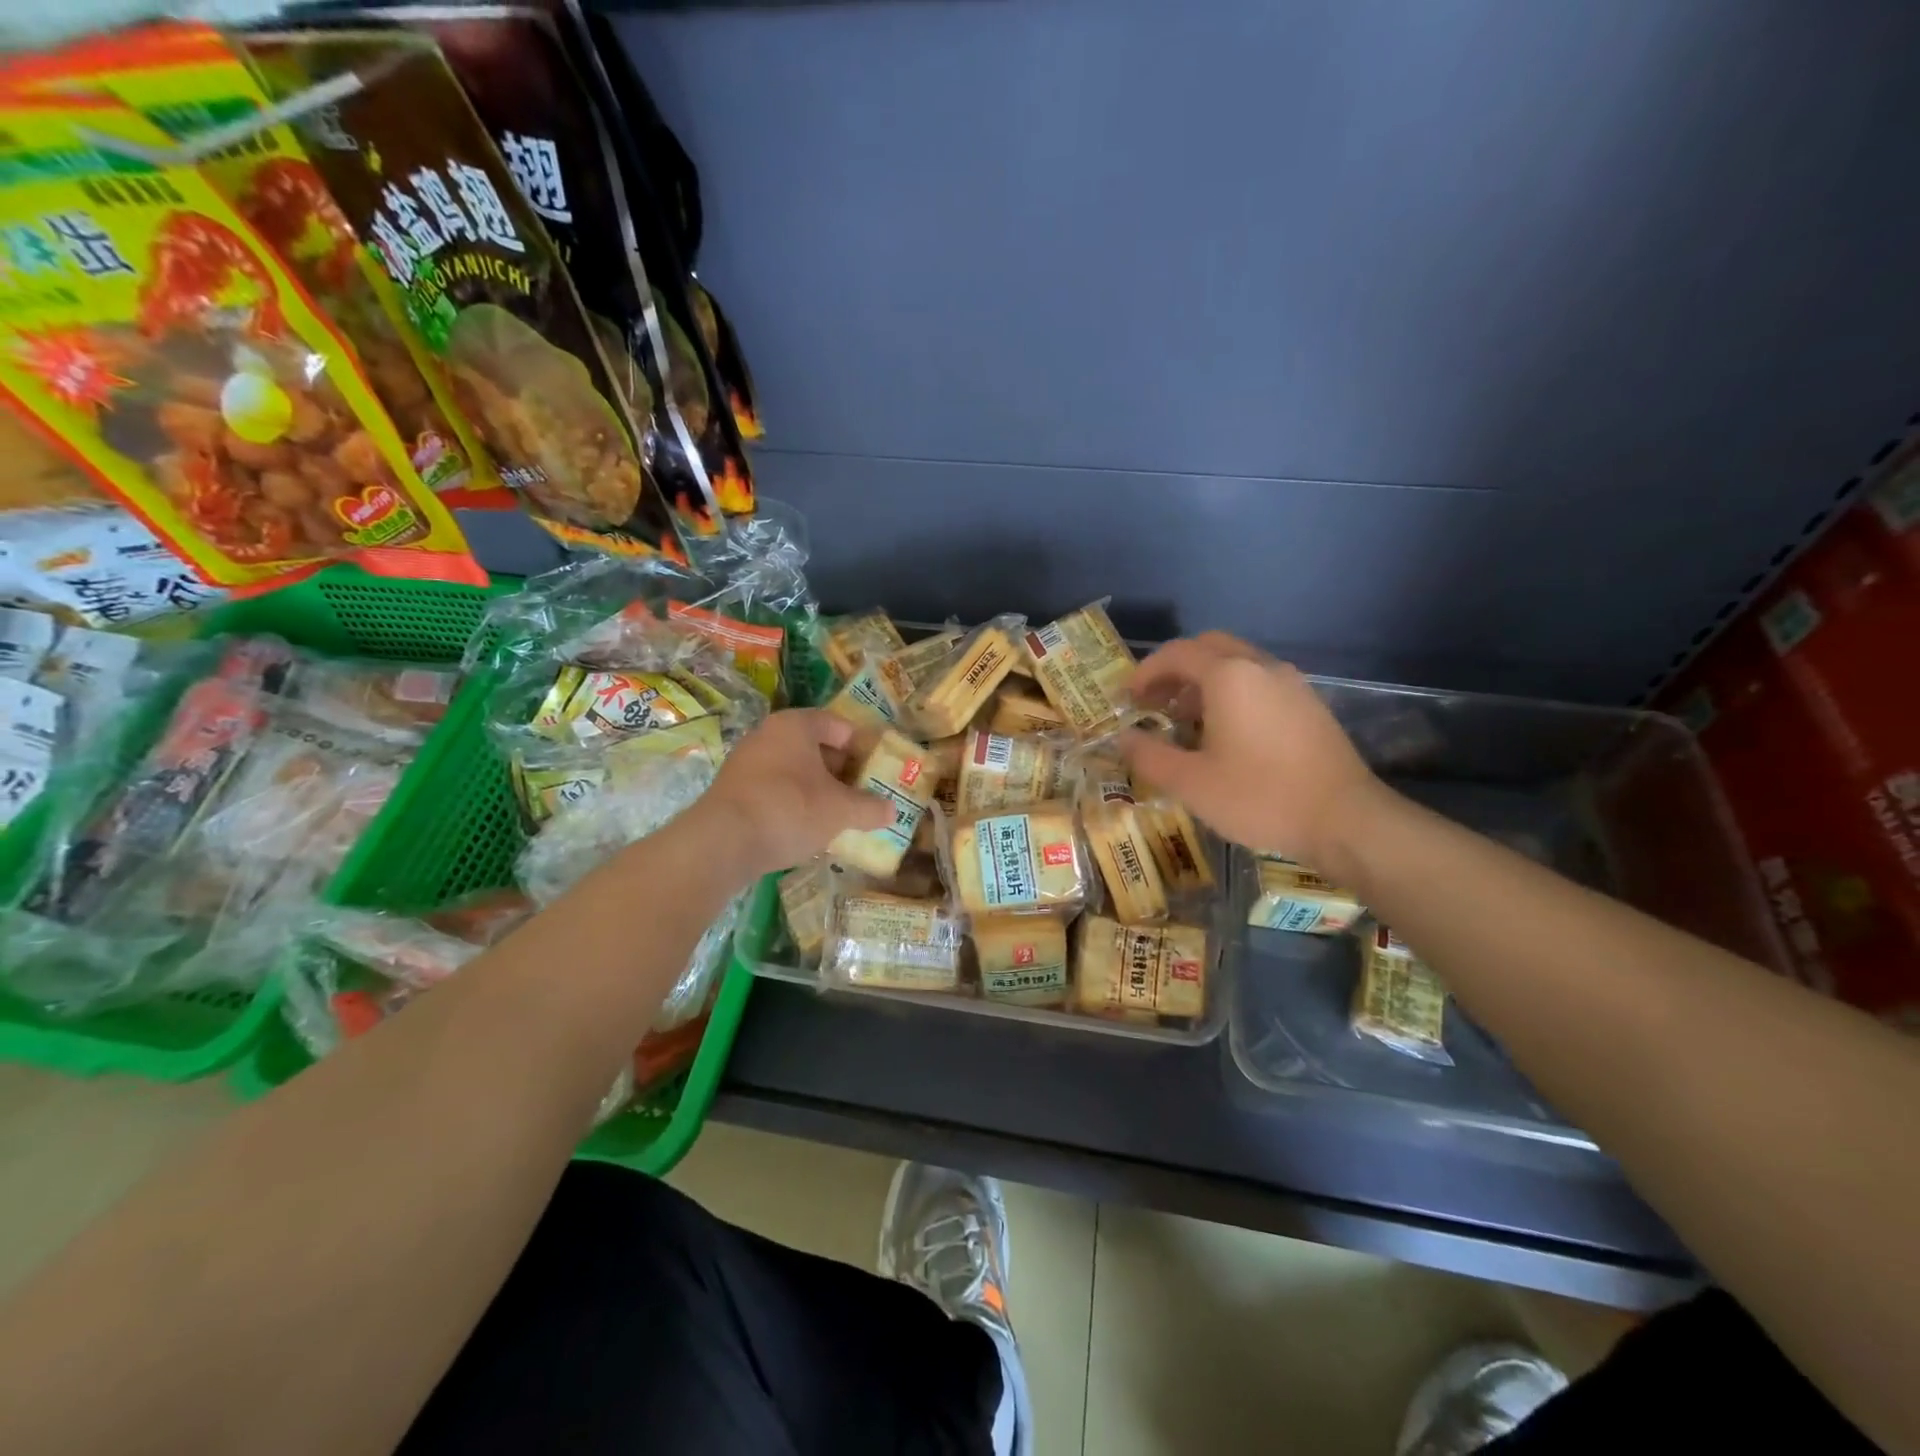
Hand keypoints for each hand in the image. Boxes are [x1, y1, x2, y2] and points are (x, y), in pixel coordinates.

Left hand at [697, 709, 893, 877]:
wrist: (722, 842)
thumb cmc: (790, 809)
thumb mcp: (841, 810)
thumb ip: (870, 808)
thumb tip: (893, 811)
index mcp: (796, 725)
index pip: (837, 725)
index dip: (861, 746)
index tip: (876, 769)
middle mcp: (768, 734)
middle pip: (815, 746)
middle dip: (840, 770)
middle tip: (861, 793)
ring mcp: (746, 761)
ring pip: (793, 769)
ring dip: (816, 787)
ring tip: (837, 813)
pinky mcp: (733, 789)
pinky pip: (774, 787)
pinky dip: (793, 801)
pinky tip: (805, 826)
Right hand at [1120, 633, 1378, 868]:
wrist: (1345, 819)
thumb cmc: (1259, 796)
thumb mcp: (1191, 783)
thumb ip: (1149, 756)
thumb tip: (1124, 738)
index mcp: (1229, 676)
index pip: (1176, 654)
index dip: (1145, 672)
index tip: (1127, 698)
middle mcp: (1261, 667)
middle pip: (1209, 647)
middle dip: (1175, 669)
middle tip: (1154, 701)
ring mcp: (1291, 683)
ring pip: (1238, 663)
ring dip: (1204, 681)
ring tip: (1185, 720)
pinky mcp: (1309, 704)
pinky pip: (1260, 682)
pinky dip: (1232, 692)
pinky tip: (1227, 733)